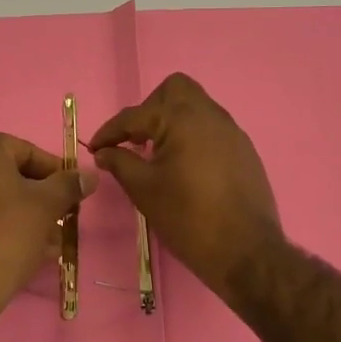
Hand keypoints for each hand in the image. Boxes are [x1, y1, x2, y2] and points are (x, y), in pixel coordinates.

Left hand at [0, 132, 96, 334]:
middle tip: (64, 222)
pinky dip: (1, 227)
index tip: (75, 197)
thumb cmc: (4, 235)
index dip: (57, 175)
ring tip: (51, 244)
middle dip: (41, 200)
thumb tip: (90, 175)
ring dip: (26, 217)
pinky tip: (26, 251)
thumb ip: (70, 184)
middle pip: (11, 176)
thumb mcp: (46, 206)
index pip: (29, 153)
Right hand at [89, 74, 284, 300]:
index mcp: (182, 118)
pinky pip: (212, 128)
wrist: (245, 251)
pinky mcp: (244, 150)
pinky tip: (185, 167)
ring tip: (157, 154)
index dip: (110, 131)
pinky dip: (193, 136)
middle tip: (136, 139)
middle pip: (174, 90)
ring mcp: (232, 130)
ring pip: (197, 107)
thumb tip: (104, 152)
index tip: (95, 149)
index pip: (135, 115)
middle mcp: (210, 114)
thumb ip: (120, 163)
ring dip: (173, 121)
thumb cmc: (188, 217)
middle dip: (149, 108)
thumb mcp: (144, 190)